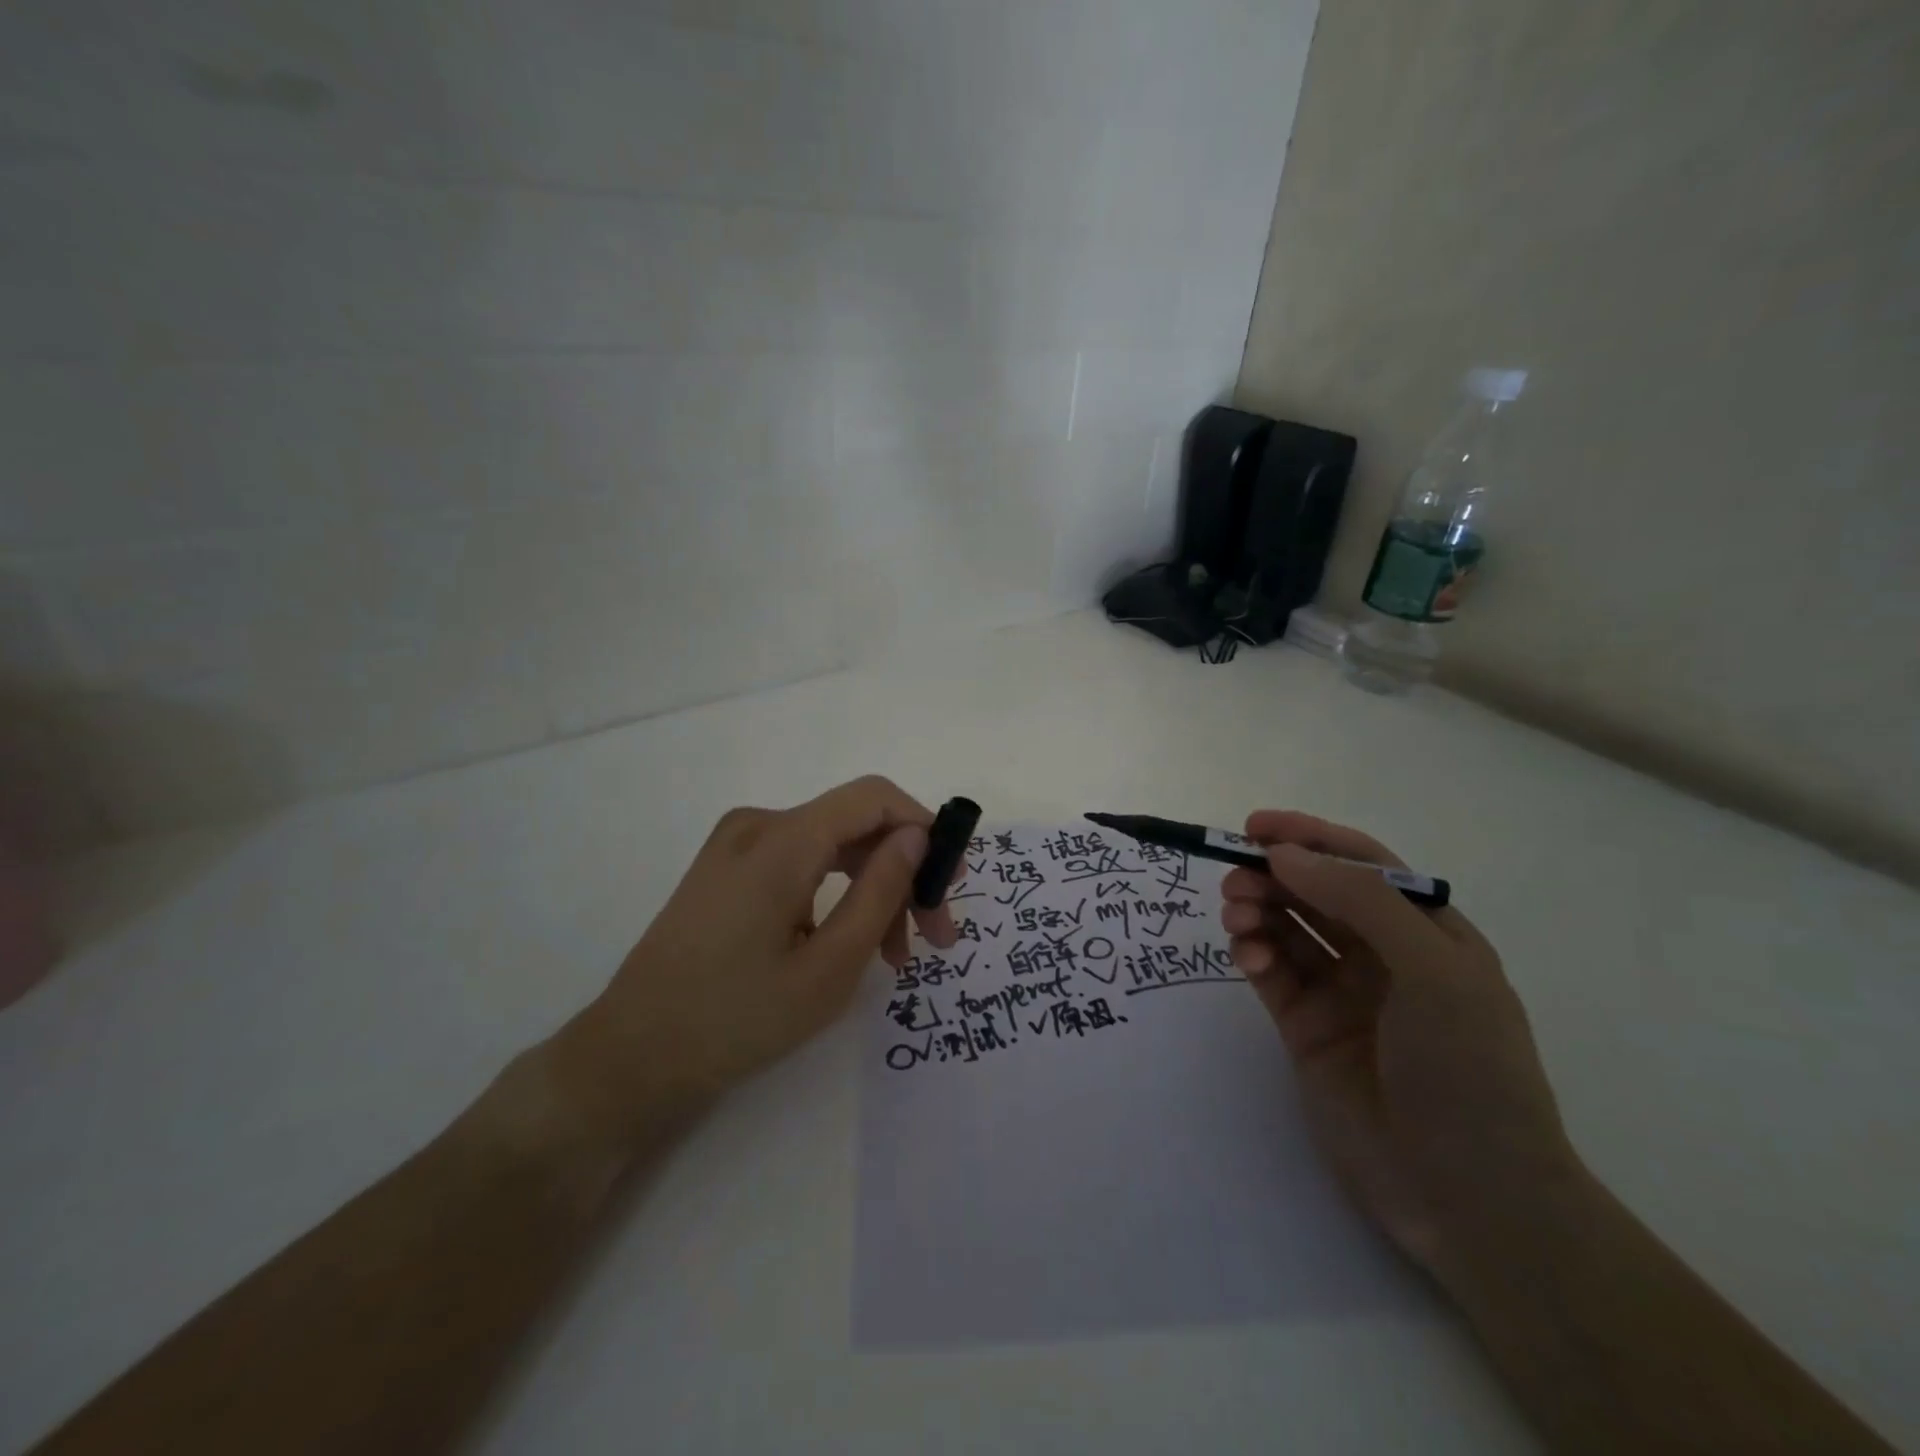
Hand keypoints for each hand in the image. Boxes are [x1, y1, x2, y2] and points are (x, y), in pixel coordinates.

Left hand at [554, 776, 957, 1147]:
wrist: (630, 1057)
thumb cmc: (736, 1020)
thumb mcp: (829, 966)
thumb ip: (881, 891)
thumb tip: (917, 836)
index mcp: (782, 840)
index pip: (874, 798)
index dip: (924, 828)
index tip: (952, 883)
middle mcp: (758, 825)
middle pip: (855, 825)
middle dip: (903, 873)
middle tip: (934, 939)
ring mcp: (736, 845)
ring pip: (830, 847)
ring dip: (872, 889)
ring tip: (894, 957)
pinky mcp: (726, 869)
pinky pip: (799, 862)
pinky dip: (835, 893)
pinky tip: (844, 943)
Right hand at [1219, 811, 1579, 1270]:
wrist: (1469, 1196)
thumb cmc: (1469, 1068)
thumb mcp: (1432, 969)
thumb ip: (1358, 901)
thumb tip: (1283, 855)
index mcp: (1426, 932)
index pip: (1362, 865)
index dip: (1310, 838)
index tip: (1256, 828)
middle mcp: (1382, 955)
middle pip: (1316, 893)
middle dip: (1273, 876)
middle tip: (1235, 878)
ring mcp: (1342, 993)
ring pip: (1287, 929)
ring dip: (1257, 911)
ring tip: (1236, 916)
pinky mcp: (1306, 1028)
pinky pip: (1272, 973)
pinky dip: (1253, 954)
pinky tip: (1248, 957)